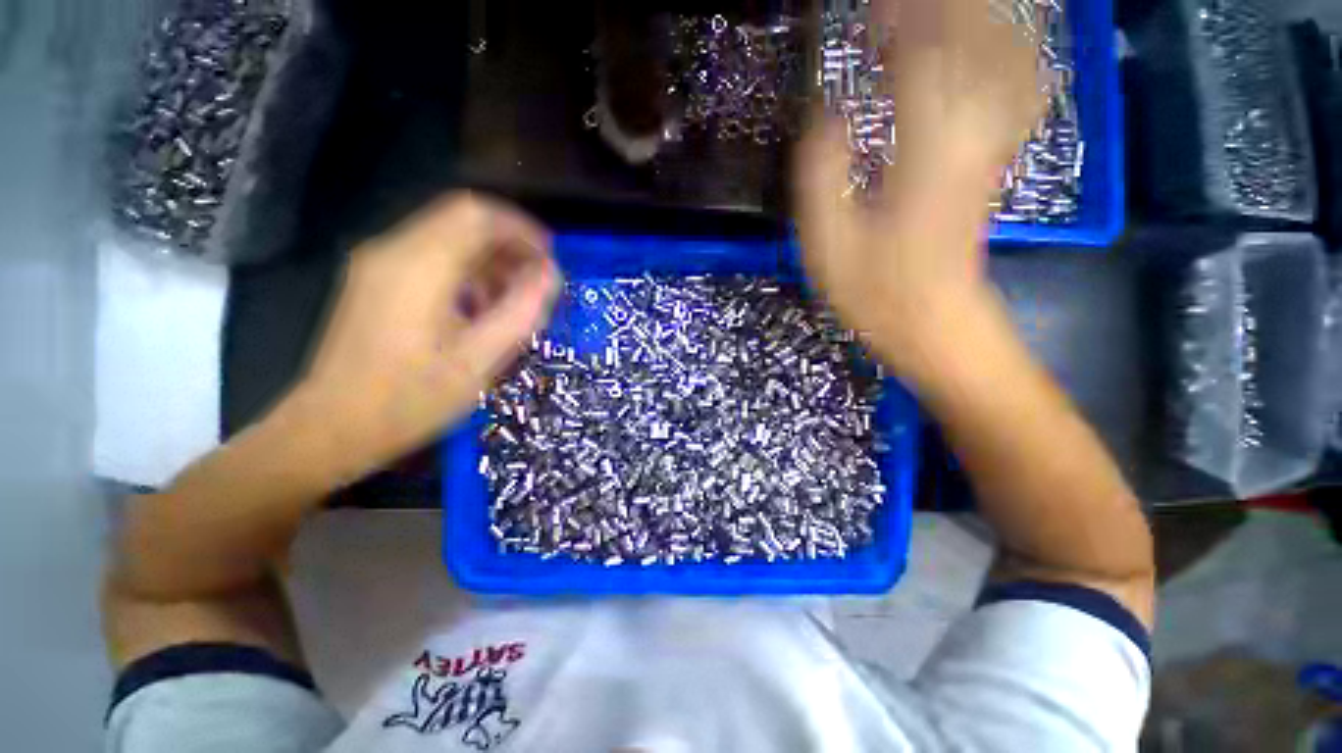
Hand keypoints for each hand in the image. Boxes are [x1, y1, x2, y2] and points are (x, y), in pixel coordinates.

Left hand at [296, 193, 559, 479]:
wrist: (331, 427)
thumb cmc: (410, 399)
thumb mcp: (480, 361)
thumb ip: (521, 311)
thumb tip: (550, 274)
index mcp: (418, 266)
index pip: (476, 214)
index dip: (520, 227)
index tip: (549, 256)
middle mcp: (393, 250)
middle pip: (462, 220)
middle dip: (508, 243)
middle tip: (537, 281)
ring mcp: (378, 263)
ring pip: (448, 237)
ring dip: (489, 259)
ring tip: (513, 299)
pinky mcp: (375, 279)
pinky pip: (431, 256)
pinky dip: (467, 271)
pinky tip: (479, 307)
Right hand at [797, 0, 1044, 379]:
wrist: (935, 325)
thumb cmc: (874, 293)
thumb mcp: (828, 245)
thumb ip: (822, 177)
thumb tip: (827, 116)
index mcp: (925, 155)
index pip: (922, 55)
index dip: (898, 18)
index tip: (868, 9)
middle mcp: (971, 136)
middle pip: (975, 40)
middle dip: (939, 10)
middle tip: (893, 9)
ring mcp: (991, 146)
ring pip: (1004, 55)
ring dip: (974, 22)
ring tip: (929, 18)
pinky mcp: (994, 159)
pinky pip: (1016, 87)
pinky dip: (1004, 52)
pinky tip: (983, 46)